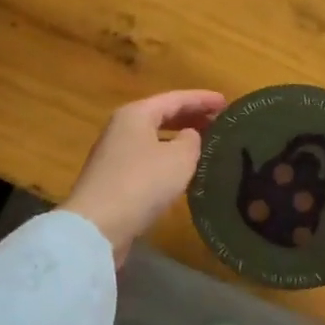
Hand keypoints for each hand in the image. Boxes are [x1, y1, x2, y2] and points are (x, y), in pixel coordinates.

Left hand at [64, 90, 225, 264]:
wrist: (97, 226)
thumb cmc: (142, 182)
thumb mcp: (179, 158)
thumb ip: (192, 141)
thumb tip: (190, 136)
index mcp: (136, 114)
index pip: (176, 98)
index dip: (203, 99)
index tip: (226, 103)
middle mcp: (122, 128)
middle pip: (161, 115)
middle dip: (191, 117)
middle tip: (218, 123)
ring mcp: (114, 154)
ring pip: (154, 138)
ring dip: (179, 139)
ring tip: (205, 145)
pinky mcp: (113, 179)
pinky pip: (147, 159)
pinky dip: (167, 159)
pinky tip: (182, 172)